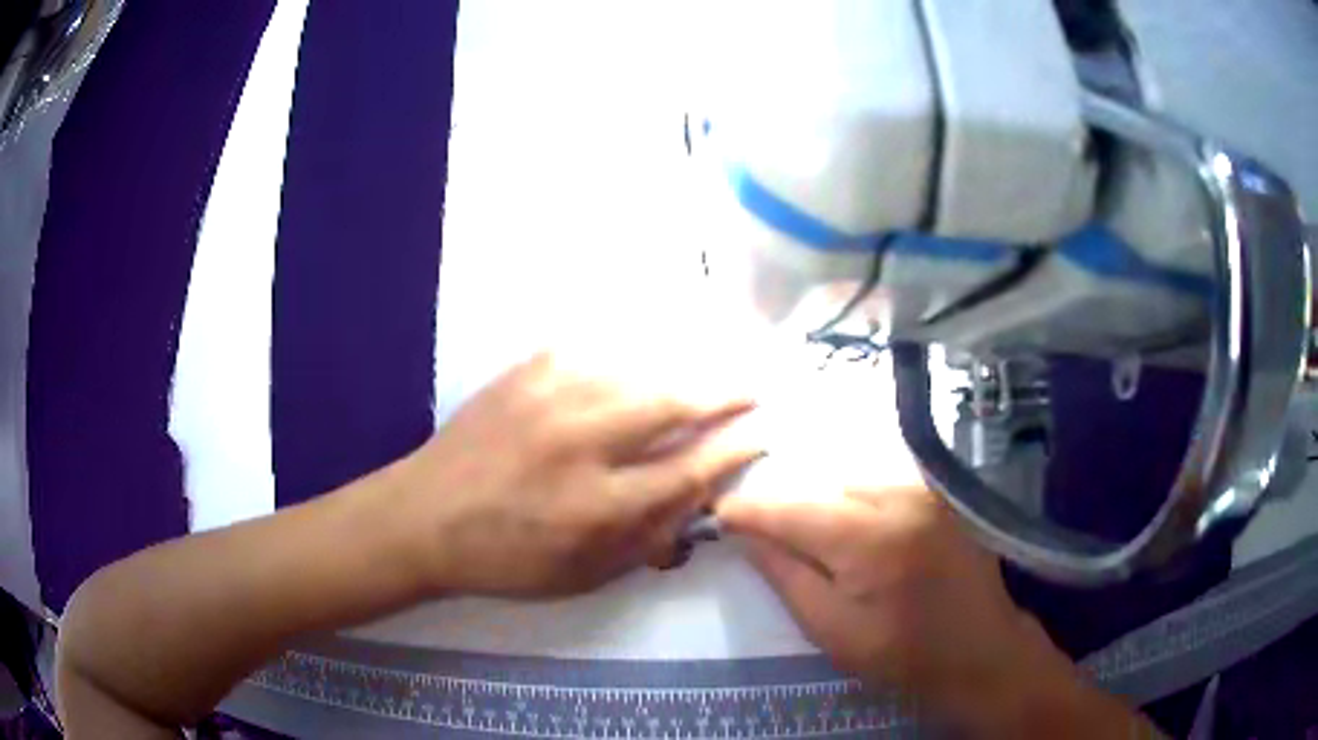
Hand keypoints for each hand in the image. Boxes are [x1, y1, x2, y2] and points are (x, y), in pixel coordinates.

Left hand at [395, 352, 763, 597]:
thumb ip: (647, 540)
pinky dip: (628, 353)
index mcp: (597, 506)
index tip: (761, 435)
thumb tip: (699, 499)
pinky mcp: (525, 372)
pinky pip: (592, 349)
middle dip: (723, 394)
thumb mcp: (583, 575)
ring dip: (683, 369)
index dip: (734, 450)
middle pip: (672, 405)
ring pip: (637, 369)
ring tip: (708, 371)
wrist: (425, 516)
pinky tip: (643, 356)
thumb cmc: (506, 558)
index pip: (690, 468)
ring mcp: (550, 398)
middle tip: (752, 388)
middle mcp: (581, 444)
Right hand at [716, 486, 1103, 733]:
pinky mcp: (938, 494)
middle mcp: (900, 497)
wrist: (980, 649)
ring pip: (850, 486)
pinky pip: (879, 488)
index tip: (719, 512)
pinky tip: (855, 537)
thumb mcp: (833, 631)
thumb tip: (745, 536)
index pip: (792, 508)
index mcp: (871, 538)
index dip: (750, 509)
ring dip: (824, 509)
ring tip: (815, 545)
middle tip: (764, 539)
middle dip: (788, 512)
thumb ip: (786, 577)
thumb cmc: (904, 653)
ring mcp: (925, 491)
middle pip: (821, 490)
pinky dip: (855, 506)